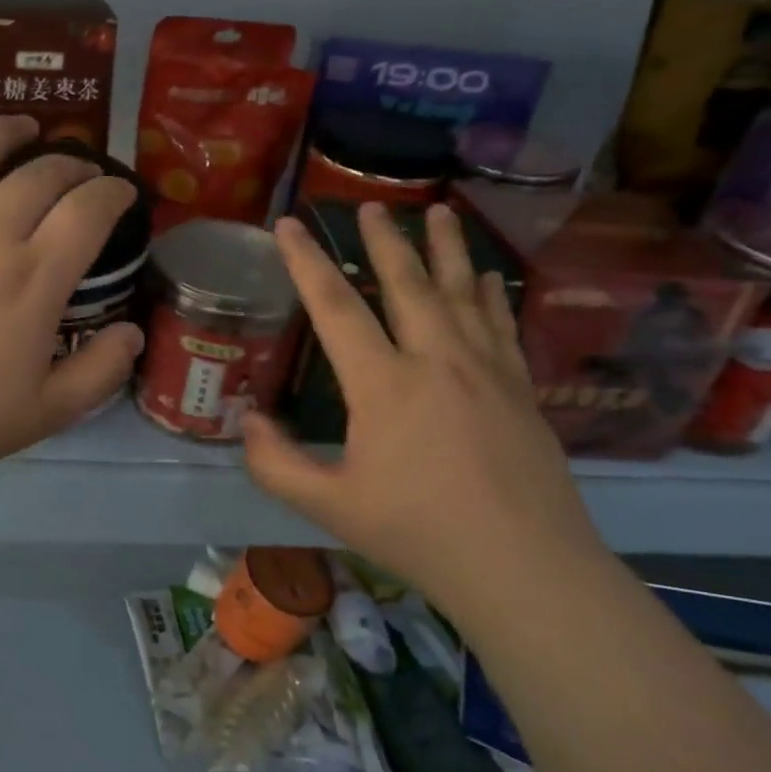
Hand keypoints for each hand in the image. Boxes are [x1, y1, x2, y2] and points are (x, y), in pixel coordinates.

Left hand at [0, 101, 142, 500]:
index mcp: (33, 279)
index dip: (114, 194)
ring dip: (9, 130)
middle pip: (41, 175)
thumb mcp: (44, 414)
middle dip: (73, 164)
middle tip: (83, 173)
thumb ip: (99, 372)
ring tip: (25, 126)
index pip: (88, 211)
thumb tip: (134, 333)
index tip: (123, 194)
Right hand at [241, 203, 605, 602]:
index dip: (306, 262)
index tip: (289, 225)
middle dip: (384, 240)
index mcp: (384, 384)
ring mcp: (485, 369)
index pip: (335, 307)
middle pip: (406, 283)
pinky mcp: (519, 387)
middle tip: (372, 206)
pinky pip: (501, 324)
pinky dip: (491, 294)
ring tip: (440, 212)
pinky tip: (490, 277)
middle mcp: (436, 359)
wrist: (522, 566)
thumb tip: (248, 421)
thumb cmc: (417, 534)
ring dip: (447, 248)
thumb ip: (276, 464)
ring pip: (462, 291)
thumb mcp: (329, 507)